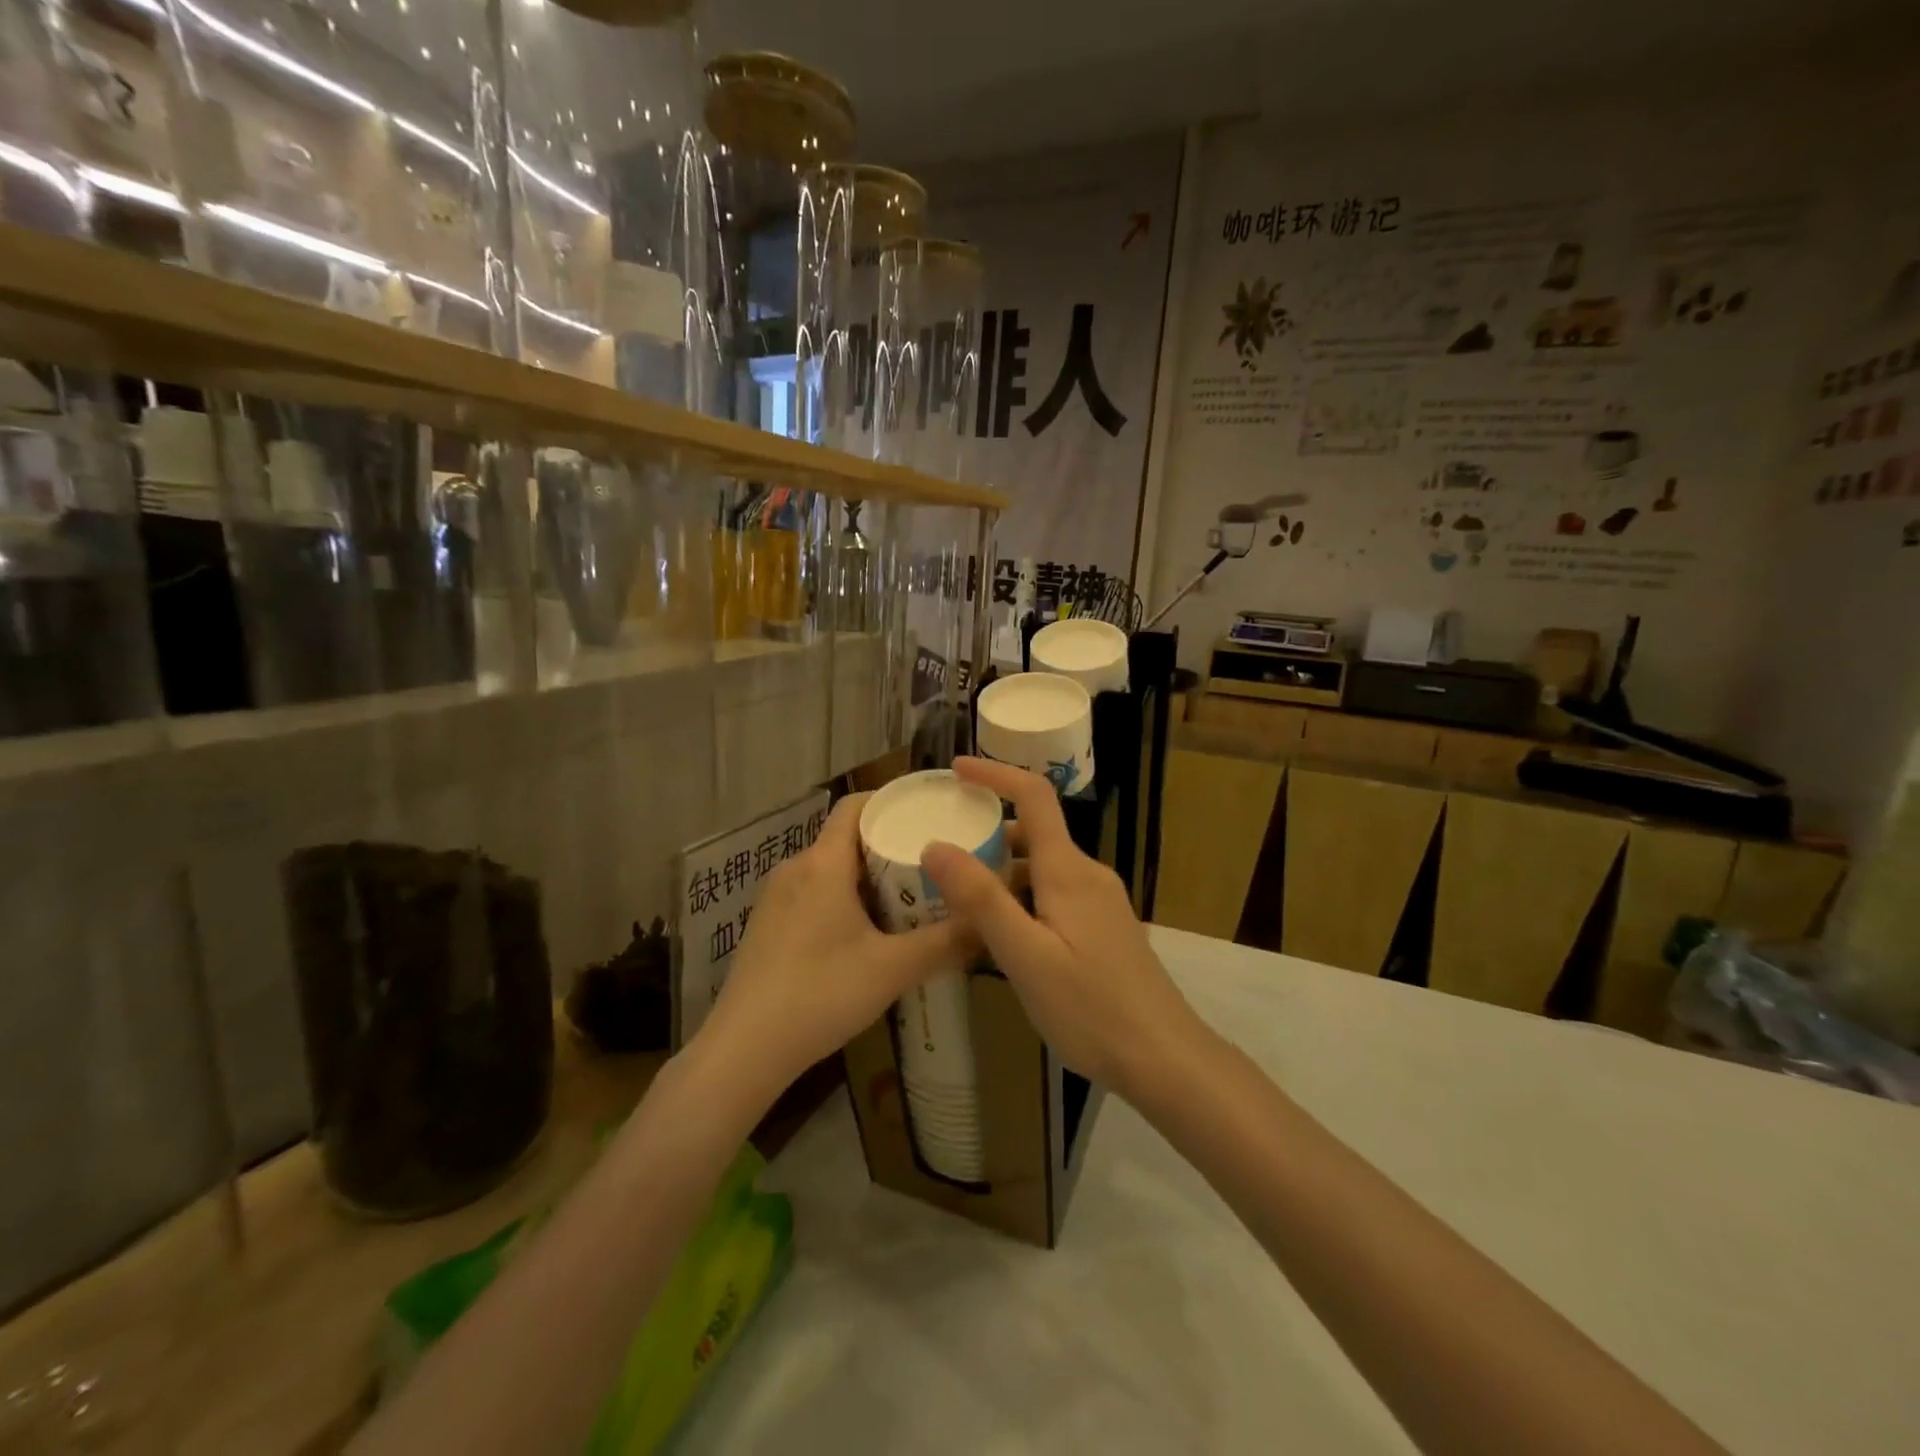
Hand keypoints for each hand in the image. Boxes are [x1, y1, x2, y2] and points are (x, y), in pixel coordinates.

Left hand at [692, 792, 973, 1102]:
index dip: (891, 802)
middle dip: (889, 846)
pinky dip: (842, 898)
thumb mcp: (892, 970)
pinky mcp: (766, 925)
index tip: (928, 813)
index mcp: (823, 863)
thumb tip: (988, 922)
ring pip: (830, 869)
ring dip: (867, 877)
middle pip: (847, 838)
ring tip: (907, 900)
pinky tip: (864, 934)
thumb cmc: (821, 994)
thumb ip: (945, 943)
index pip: (855, 806)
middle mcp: (795, 868)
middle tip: (932, 865)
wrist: (743, 1049)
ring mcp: (775, 897)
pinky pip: (812, 893)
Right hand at [920, 757, 1201, 1098]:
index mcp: (1068, 870)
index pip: (1034, 796)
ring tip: (958, 901)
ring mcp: (1100, 902)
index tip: (956, 769)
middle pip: (1034, 834)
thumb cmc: (1091, 1007)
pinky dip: (1021, 899)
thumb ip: (981, 899)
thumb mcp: (1024, 955)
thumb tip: (936, 845)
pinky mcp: (1104, 928)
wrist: (1164, 1057)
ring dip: (1002, 873)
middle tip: (941, 855)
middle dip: (988, 834)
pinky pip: (1054, 895)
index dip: (996, 774)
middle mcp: (1087, 875)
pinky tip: (1001, 936)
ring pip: (1042, 869)